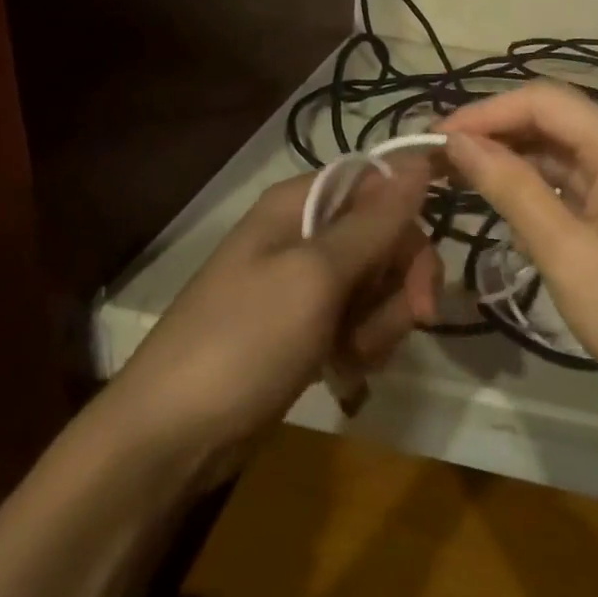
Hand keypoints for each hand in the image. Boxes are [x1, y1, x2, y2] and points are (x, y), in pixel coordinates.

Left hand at [110, 159, 441, 473]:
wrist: (173, 436)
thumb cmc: (244, 342)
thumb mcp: (315, 276)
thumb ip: (373, 222)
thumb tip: (419, 160)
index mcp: (299, 205)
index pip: (379, 186)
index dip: (409, 222)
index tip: (424, 274)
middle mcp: (303, 235)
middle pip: (384, 239)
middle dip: (400, 284)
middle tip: (412, 321)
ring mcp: (303, 285)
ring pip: (377, 286)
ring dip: (381, 323)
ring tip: (354, 356)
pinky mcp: (305, 328)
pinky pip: (358, 322)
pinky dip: (362, 346)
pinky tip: (344, 373)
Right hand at [442, 82, 597, 414]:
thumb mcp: (564, 251)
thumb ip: (511, 188)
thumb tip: (458, 142)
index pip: (542, 100)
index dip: (483, 112)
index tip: (434, 137)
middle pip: (550, 117)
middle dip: (492, 130)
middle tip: (436, 157)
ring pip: (557, 146)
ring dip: (508, 155)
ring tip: (454, 173)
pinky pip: (570, 175)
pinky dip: (532, 181)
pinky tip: (498, 195)